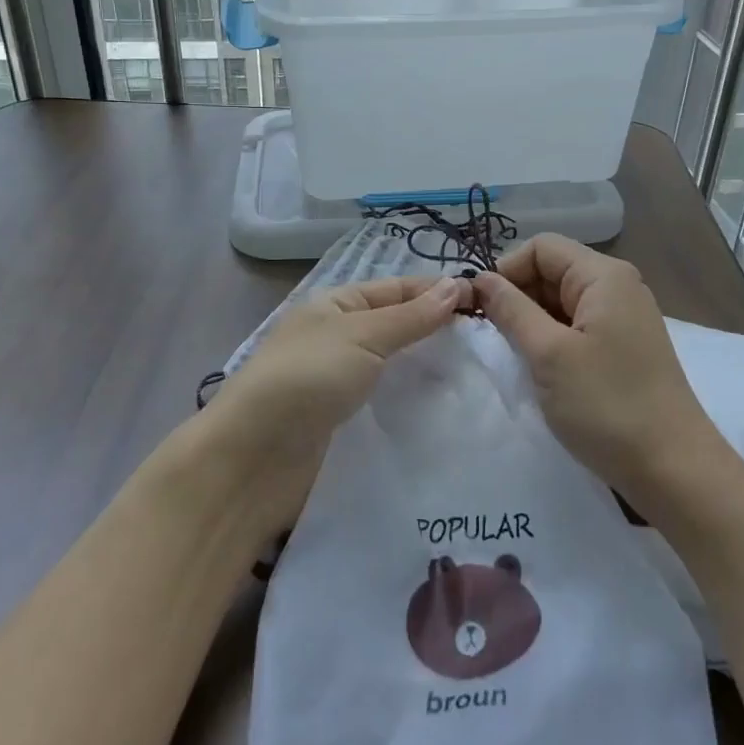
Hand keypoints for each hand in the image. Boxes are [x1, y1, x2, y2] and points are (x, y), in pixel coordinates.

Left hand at [196, 274, 469, 533]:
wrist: (253, 460)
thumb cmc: (306, 379)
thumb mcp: (362, 336)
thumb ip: (411, 315)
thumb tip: (457, 284)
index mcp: (336, 304)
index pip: (398, 289)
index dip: (438, 292)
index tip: (486, 302)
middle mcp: (338, 337)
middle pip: (397, 326)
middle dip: (437, 330)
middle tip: (490, 340)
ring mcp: (339, 381)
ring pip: (394, 366)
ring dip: (428, 368)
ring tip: (479, 373)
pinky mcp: (343, 422)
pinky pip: (386, 401)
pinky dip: (413, 400)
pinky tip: (446, 407)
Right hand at [474, 236, 721, 506]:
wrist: (673, 470)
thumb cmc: (607, 405)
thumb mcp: (549, 354)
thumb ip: (511, 310)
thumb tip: (480, 278)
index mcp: (604, 276)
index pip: (541, 247)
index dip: (506, 270)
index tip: (481, 309)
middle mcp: (618, 286)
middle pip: (553, 270)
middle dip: (518, 296)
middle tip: (493, 336)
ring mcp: (624, 317)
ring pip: (562, 300)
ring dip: (533, 320)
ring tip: (516, 356)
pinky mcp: (624, 346)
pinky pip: (578, 325)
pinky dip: (553, 338)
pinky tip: (542, 368)